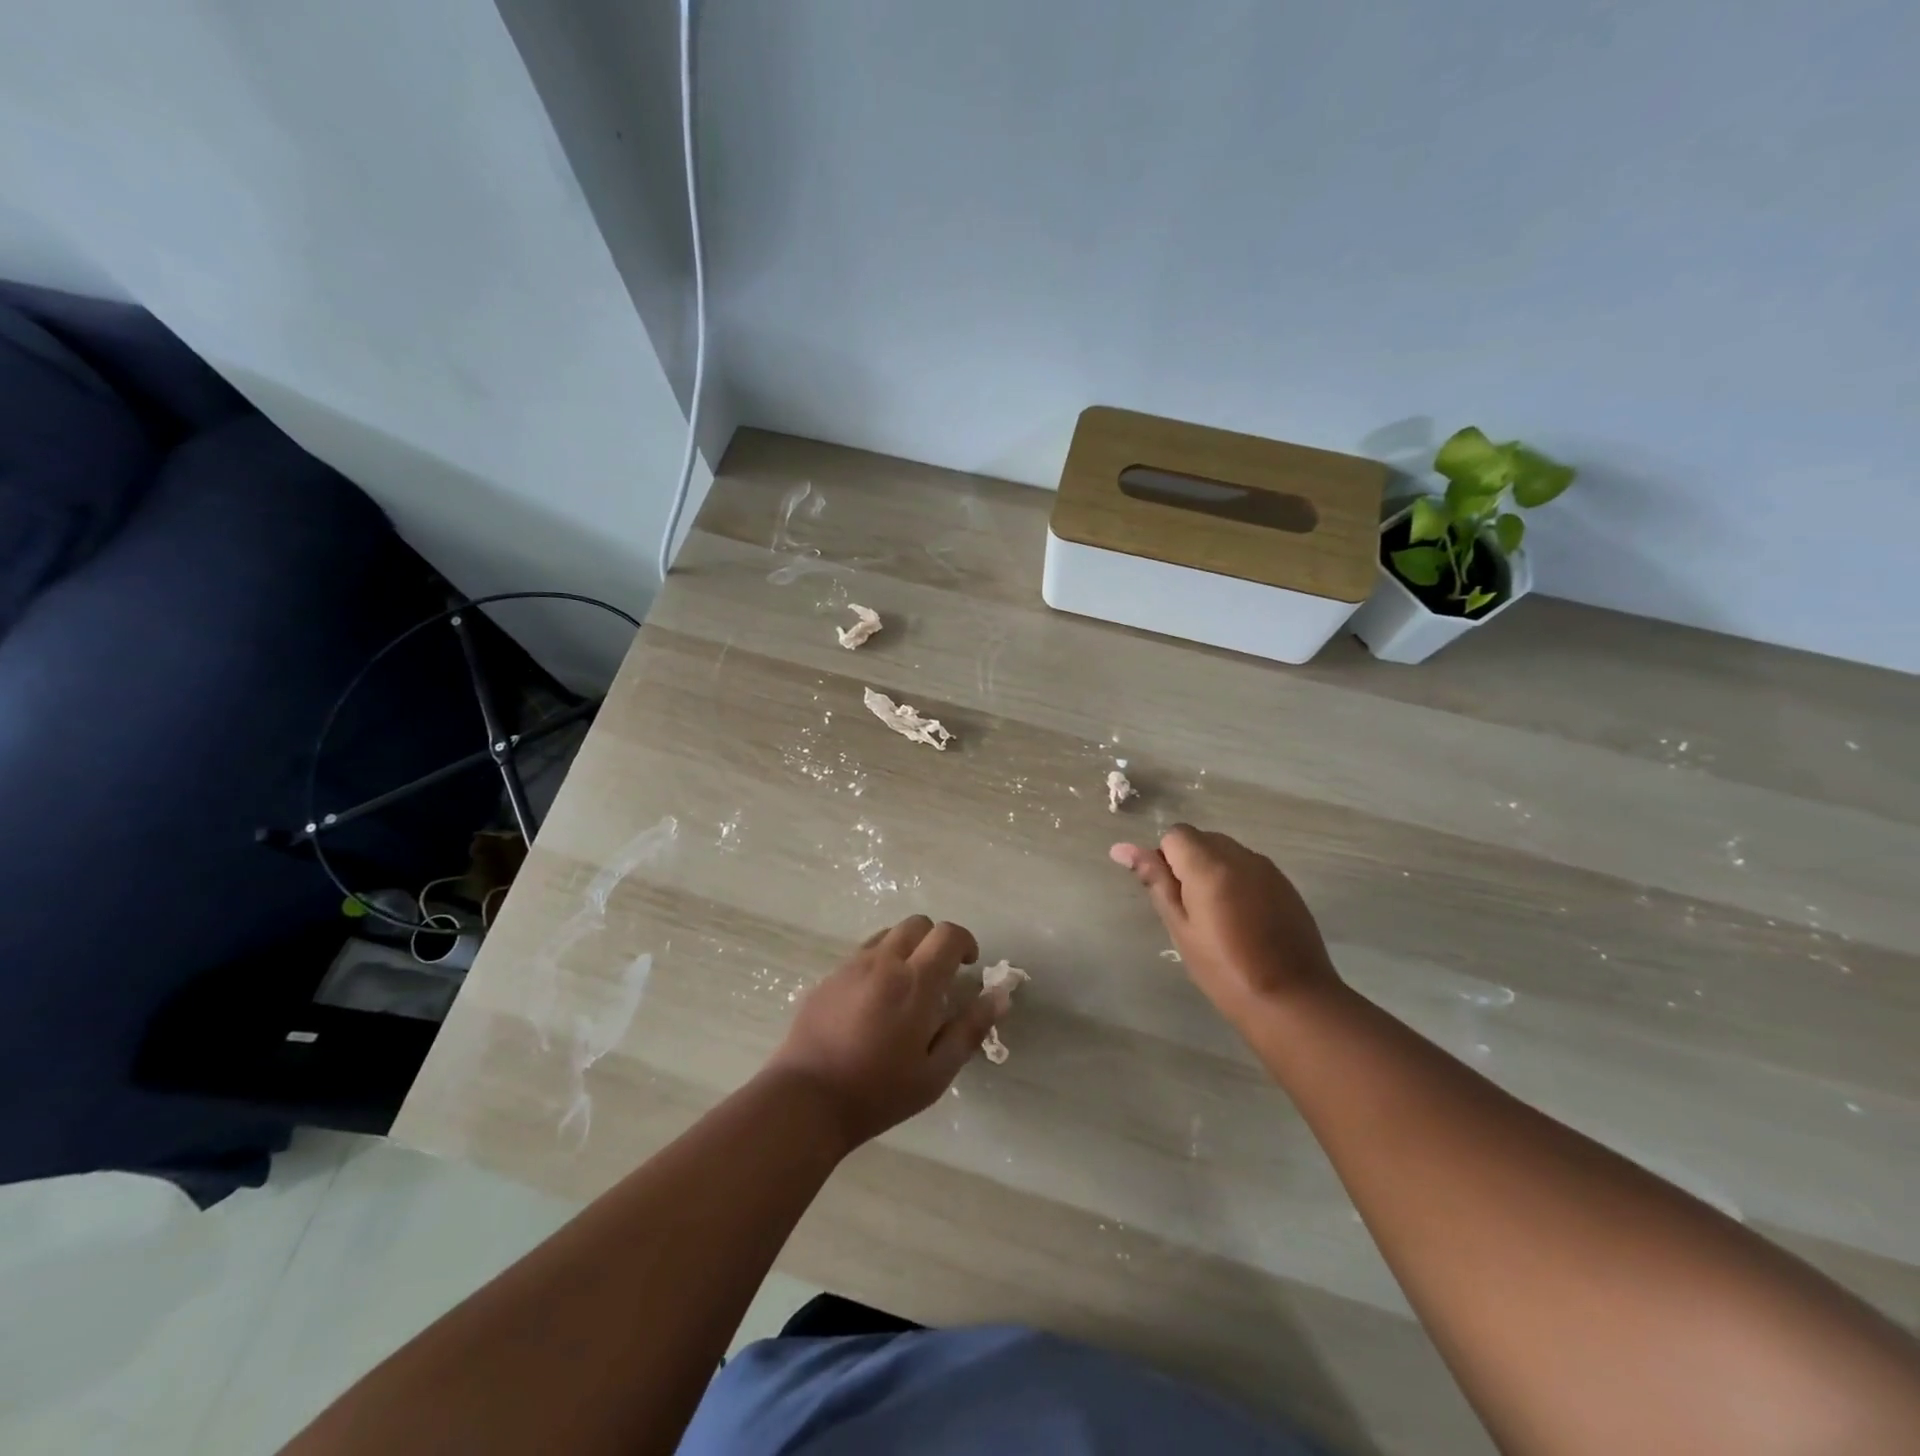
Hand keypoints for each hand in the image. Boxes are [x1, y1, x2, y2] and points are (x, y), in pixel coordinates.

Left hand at [763, 915, 1001, 1150]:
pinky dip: (879, 962)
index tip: (968, 966)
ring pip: (888, 934)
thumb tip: (1000, 996)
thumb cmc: (878, 1092)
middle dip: (936, 941)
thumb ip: (970, 1029)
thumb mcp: (935, 1072)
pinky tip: (874, 1002)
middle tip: (940, 976)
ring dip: (907, 948)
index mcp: (915, 982)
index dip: (965, 942)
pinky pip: (862, 954)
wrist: (806, 1099)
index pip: (948, 934)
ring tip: (907, 987)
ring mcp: (851, 966)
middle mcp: (883, 963)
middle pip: (918, 924)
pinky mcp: (828, 978)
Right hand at [1111, 824, 1340, 1023]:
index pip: (1175, 835)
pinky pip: (1249, 868)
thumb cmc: (1224, 969)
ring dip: (1213, 872)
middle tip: (1190, 911)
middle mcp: (1240, 856)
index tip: (1172, 897)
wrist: (1292, 999)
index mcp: (1209, 865)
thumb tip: (1122, 849)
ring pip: (1226, 852)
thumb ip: (1155, 881)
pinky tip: (1243, 921)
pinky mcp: (1286, 885)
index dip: (1166, 861)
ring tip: (1218, 918)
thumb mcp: (1180, 928)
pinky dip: (1237, 882)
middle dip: (1188, 864)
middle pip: (1202, 840)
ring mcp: (1267, 869)